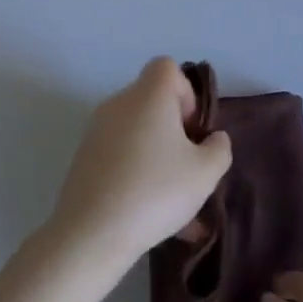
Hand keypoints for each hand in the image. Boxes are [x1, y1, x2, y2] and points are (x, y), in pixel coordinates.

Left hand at [51, 58, 232, 266]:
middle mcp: (119, 104)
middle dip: (174, 129)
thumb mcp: (205, 173)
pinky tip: (151, 216)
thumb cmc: (155, 191)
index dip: (185, 92)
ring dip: (158, 156)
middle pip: (152, 101)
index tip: (192, 129)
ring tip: (175, 203)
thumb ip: (219, 149)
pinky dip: (137, 174)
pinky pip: (120, 156)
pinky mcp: (83, 158)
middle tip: (187, 164)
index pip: (167, 67)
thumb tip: (213, 138)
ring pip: (137, 133)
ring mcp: (96, 131)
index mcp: (148, 95)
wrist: (91, 233)